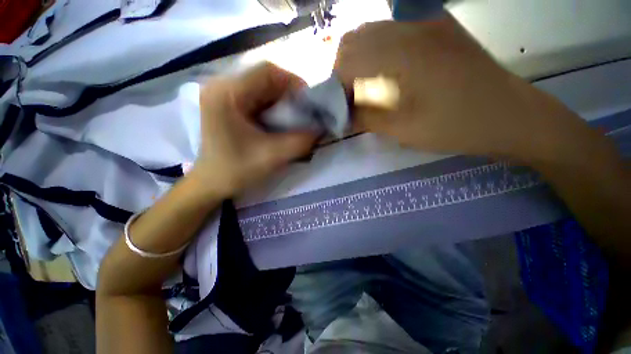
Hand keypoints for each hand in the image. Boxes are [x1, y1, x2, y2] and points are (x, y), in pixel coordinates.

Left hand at [191, 63, 316, 195]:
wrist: (213, 182)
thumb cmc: (237, 170)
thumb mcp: (273, 156)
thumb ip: (301, 141)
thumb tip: (322, 128)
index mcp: (227, 94)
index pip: (267, 71)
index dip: (294, 83)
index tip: (310, 103)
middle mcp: (222, 86)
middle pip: (265, 77)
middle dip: (290, 94)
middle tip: (305, 112)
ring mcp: (223, 94)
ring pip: (263, 86)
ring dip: (282, 100)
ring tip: (294, 117)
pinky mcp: (228, 103)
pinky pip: (257, 96)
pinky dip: (274, 106)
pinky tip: (280, 120)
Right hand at [334, 15, 574, 158]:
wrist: (509, 116)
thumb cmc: (457, 127)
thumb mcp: (403, 130)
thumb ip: (366, 118)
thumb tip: (341, 115)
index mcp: (405, 54)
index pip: (347, 59)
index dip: (336, 85)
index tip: (339, 107)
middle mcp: (412, 27)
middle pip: (354, 39)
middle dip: (343, 71)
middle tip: (348, 97)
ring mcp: (426, 23)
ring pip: (371, 32)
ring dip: (358, 60)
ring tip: (363, 86)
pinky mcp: (436, 28)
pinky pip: (392, 32)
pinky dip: (376, 52)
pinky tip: (384, 73)